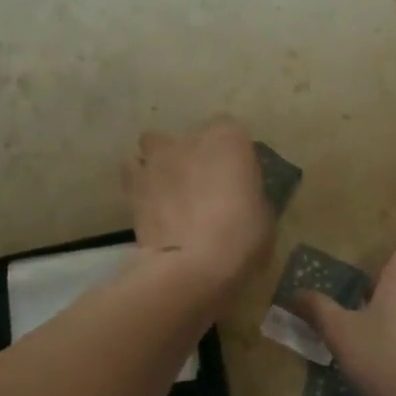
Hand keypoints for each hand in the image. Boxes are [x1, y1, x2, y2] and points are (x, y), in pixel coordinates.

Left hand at [121, 117, 273, 291]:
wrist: (195, 265)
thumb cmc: (242, 237)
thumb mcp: (263, 214)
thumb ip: (247, 193)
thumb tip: (238, 197)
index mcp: (229, 139)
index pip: (230, 130)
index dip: (230, 153)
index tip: (234, 176)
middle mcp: (191, 139)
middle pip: (190, 138)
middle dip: (194, 156)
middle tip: (201, 186)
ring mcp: (158, 158)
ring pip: (154, 144)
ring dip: (161, 161)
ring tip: (167, 189)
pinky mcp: (133, 182)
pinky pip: (132, 170)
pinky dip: (138, 181)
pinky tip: (148, 201)